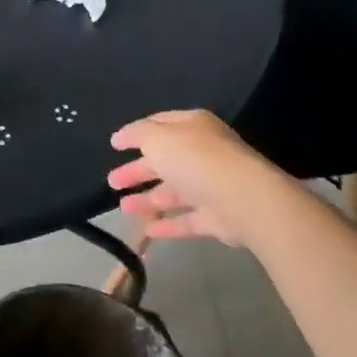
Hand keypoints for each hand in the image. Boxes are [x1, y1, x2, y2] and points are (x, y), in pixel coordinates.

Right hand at [108, 109, 289, 249]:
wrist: (244, 200)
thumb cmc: (196, 160)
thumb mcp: (158, 138)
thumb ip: (137, 135)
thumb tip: (121, 136)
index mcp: (192, 127)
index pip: (160, 125)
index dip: (136, 134)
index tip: (114, 145)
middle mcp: (203, 154)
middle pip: (164, 161)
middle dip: (137, 171)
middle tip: (112, 181)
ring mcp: (211, 187)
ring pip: (174, 192)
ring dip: (148, 199)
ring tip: (123, 208)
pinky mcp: (217, 218)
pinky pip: (187, 220)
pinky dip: (167, 225)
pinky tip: (147, 231)